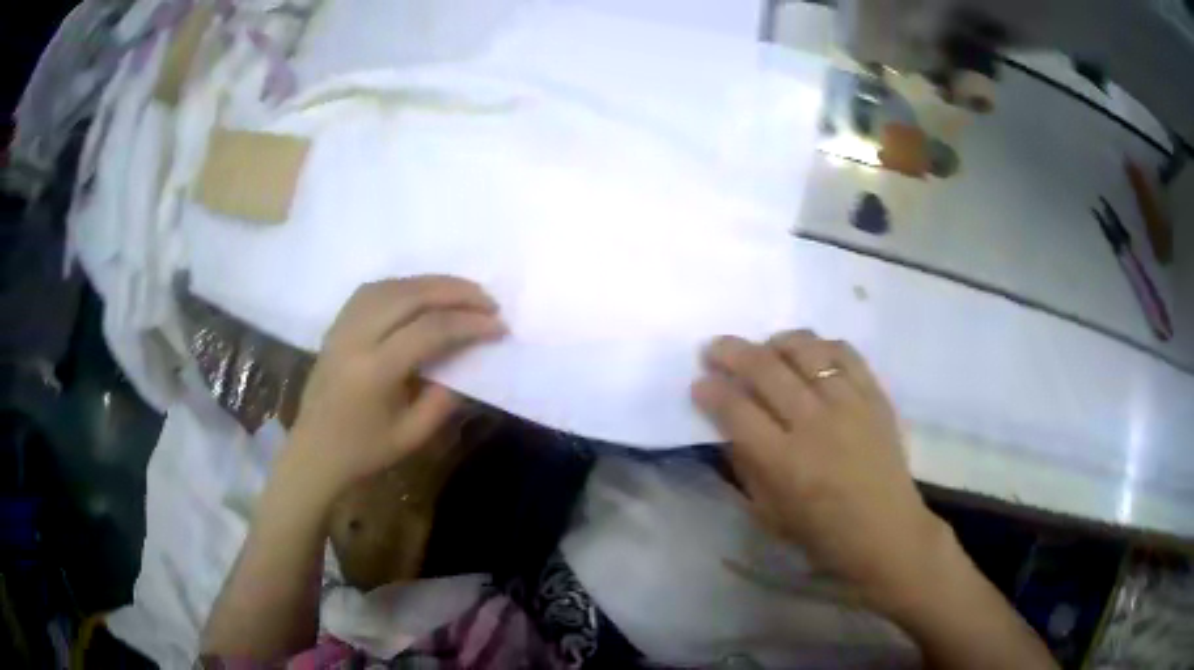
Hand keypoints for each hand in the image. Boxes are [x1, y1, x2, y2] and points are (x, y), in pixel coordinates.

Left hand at [285, 276, 505, 499]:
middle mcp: (356, 338)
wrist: (313, 451)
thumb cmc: (363, 451)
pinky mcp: (337, 324)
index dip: (469, 323)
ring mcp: (343, 326)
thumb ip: (444, 398)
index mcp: (375, 371)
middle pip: (411, 295)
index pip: (430, 330)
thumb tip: (468, 360)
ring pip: (392, 285)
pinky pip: (373, 290)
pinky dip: (405, 285)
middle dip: (456, 292)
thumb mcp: (412, 436)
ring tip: (462, 293)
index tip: (499, 326)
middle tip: (488, 300)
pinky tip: (422, 294)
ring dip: (432, 283)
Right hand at [692, 330, 944, 609]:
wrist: (886, 531)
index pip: (736, 410)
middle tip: (714, 349)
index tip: (699, 383)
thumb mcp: (768, 513)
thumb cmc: (822, 533)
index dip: (711, 391)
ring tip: (764, 346)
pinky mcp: (875, 396)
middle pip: (766, 369)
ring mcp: (849, 405)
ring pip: (806, 351)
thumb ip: (746, 465)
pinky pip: (846, 354)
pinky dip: (821, 345)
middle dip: (731, 353)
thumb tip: (728, 425)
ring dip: (776, 341)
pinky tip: (809, 352)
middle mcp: (815, 424)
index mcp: (783, 462)